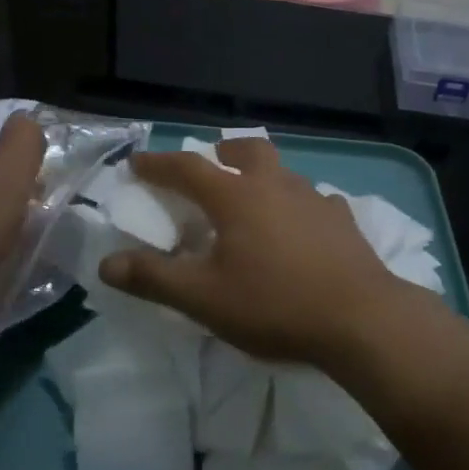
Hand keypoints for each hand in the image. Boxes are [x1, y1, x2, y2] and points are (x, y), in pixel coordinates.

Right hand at [98, 138, 415, 366]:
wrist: (361, 319)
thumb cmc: (275, 305)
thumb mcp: (204, 298)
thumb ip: (154, 278)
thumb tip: (107, 262)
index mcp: (236, 197)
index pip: (187, 168)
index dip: (158, 164)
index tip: (137, 163)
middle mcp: (274, 185)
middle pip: (246, 150)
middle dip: (222, 151)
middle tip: (211, 162)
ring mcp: (313, 198)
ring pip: (281, 171)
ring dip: (261, 175)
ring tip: (254, 199)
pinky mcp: (342, 219)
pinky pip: (313, 199)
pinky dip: (297, 204)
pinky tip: (301, 227)